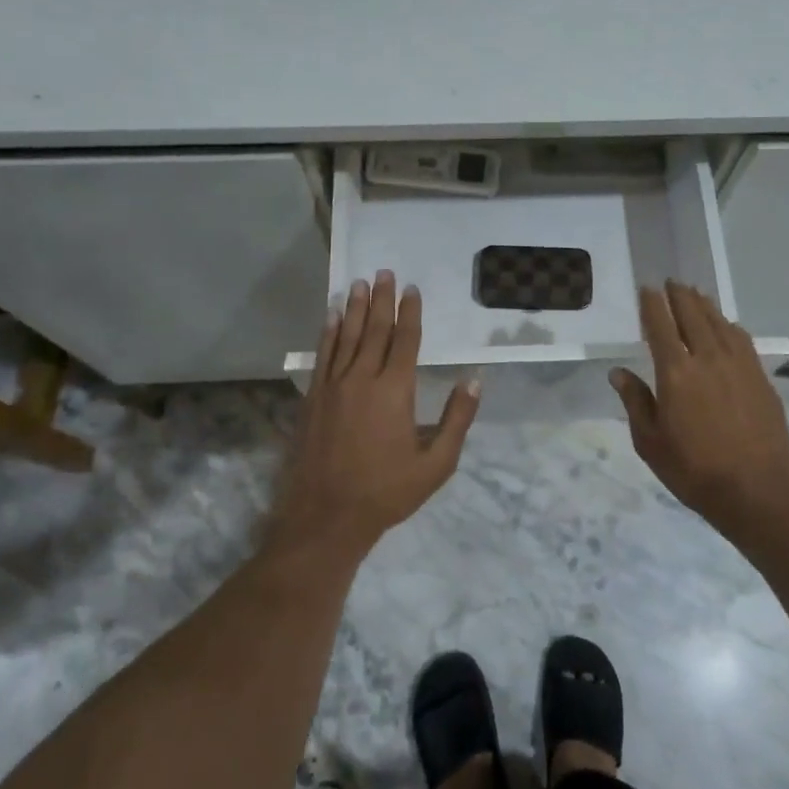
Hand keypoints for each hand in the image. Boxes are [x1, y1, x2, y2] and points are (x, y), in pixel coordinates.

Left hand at [272, 271, 479, 558]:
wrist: (326, 516)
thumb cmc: (387, 492)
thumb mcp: (436, 464)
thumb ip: (457, 420)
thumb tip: (474, 381)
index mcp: (395, 391)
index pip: (405, 341)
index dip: (410, 313)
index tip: (412, 289)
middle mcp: (363, 379)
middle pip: (375, 330)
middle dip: (382, 300)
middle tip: (385, 272)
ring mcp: (334, 386)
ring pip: (347, 336)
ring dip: (356, 308)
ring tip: (360, 283)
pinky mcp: (313, 397)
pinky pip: (323, 355)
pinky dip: (329, 332)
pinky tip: (332, 316)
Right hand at [610, 282, 788, 550]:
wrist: (757, 489)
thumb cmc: (693, 470)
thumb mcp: (650, 442)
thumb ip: (636, 402)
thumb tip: (618, 373)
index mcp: (675, 373)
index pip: (660, 326)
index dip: (652, 305)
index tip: (647, 289)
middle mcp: (707, 358)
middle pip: (692, 315)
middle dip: (680, 296)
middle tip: (671, 282)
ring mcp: (738, 365)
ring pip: (719, 323)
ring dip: (704, 305)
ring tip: (695, 294)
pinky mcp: (760, 376)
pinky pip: (741, 339)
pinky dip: (728, 325)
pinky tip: (726, 325)